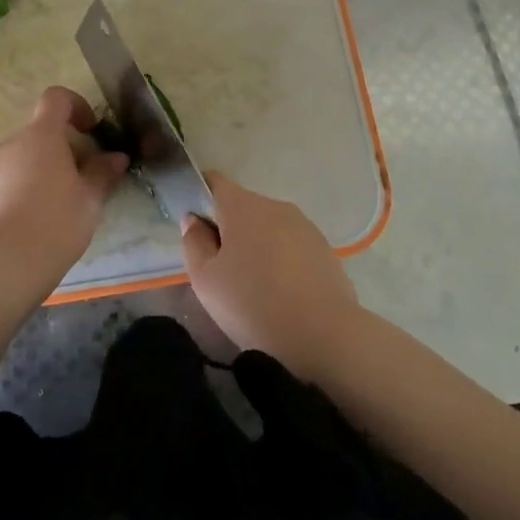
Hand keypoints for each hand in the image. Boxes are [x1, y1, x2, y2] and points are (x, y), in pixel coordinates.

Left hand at [0, 87, 129, 271]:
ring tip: (51, 211)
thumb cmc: (56, 223)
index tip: (90, 130)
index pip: (56, 98)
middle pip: (38, 135)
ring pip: (18, 162)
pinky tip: (25, 228)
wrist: (3, 265)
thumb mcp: (90, 200)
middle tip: (78, 183)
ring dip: (36, 174)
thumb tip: (117, 157)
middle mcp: (10, 145)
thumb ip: (103, 173)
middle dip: (59, 151)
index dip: (75, 105)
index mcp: (42, 137)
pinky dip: (14, 196)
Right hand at [181, 171, 360, 376]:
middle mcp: (275, 205)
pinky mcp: (325, 248)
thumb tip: (194, 220)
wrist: (324, 336)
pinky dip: (282, 260)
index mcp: (242, 206)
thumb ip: (194, 243)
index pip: (213, 182)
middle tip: (222, 270)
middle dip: (229, 229)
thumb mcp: (205, 280)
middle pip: (242, 207)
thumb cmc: (253, 304)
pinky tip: (282, 293)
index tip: (196, 229)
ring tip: (255, 286)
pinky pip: (292, 245)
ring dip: (257, 245)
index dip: (199, 198)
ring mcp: (304, 225)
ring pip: (269, 227)